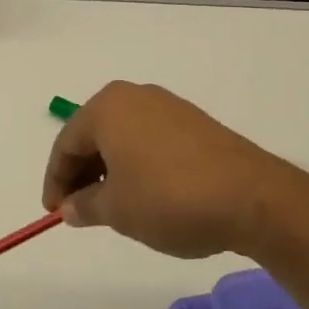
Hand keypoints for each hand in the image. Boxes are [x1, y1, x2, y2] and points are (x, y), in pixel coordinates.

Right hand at [41, 82, 308, 259]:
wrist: (254, 199)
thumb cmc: (169, 198)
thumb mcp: (117, 210)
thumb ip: (85, 206)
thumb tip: (71, 207)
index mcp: (107, 108)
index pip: (66, 143)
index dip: (56, 181)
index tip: (55, 212)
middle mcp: (135, 97)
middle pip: (94, 136)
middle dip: (83, 174)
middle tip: (80, 210)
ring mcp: (169, 108)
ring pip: (123, 138)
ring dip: (110, 171)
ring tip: (113, 207)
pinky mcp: (196, 124)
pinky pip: (151, 142)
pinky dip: (139, 166)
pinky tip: (147, 195)